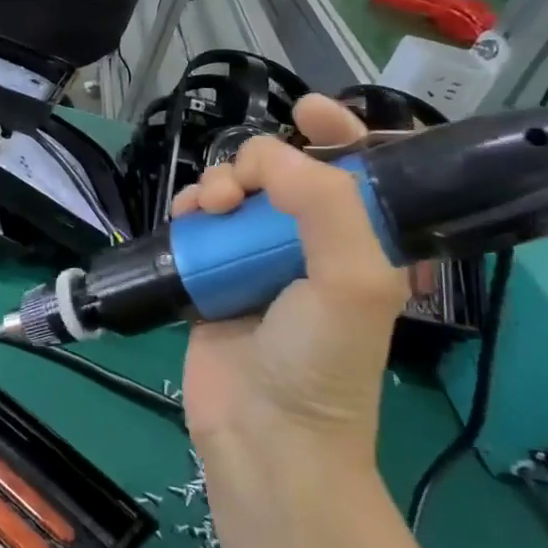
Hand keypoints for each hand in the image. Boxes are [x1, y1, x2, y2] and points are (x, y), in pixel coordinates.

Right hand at [172, 97, 407, 462]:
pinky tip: (185, 219)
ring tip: (208, 208)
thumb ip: (325, 205)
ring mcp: (257, 259)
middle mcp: (311, 243)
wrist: (264, 435)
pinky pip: (200, 223)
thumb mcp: (353, 281)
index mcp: (361, 242)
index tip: (306, 112)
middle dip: (260, 160)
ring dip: (219, 183)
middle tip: (242, 185)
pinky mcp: (213, 275)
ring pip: (237, 191)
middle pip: (285, 171)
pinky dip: (190, 209)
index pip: (359, 169)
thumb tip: (267, 158)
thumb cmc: (322, 360)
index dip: (341, 130)